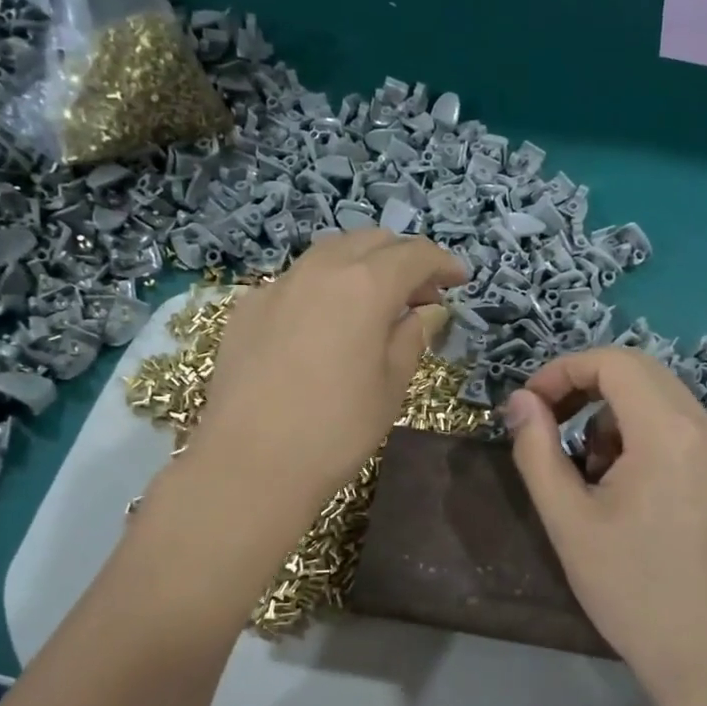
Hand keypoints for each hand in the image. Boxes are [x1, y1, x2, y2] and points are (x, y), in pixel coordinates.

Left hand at [188, 231, 466, 521]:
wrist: (249, 464)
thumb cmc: (336, 430)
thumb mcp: (391, 386)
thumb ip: (412, 337)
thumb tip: (428, 311)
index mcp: (365, 286)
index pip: (413, 254)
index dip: (442, 262)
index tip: (459, 280)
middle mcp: (320, 271)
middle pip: (370, 241)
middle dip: (402, 258)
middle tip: (420, 295)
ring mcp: (277, 286)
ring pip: (329, 253)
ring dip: (361, 265)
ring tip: (375, 303)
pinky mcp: (247, 308)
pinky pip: (296, 281)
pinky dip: (323, 287)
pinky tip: (324, 324)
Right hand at [504, 347, 706, 701]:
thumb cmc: (630, 588)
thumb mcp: (567, 519)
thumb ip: (537, 450)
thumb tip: (520, 401)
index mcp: (668, 431)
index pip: (613, 362)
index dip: (563, 371)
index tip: (530, 405)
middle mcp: (704, 427)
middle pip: (640, 371)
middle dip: (586, 386)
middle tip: (550, 424)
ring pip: (659, 398)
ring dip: (613, 413)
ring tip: (588, 470)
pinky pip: (678, 428)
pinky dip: (641, 434)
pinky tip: (625, 487)